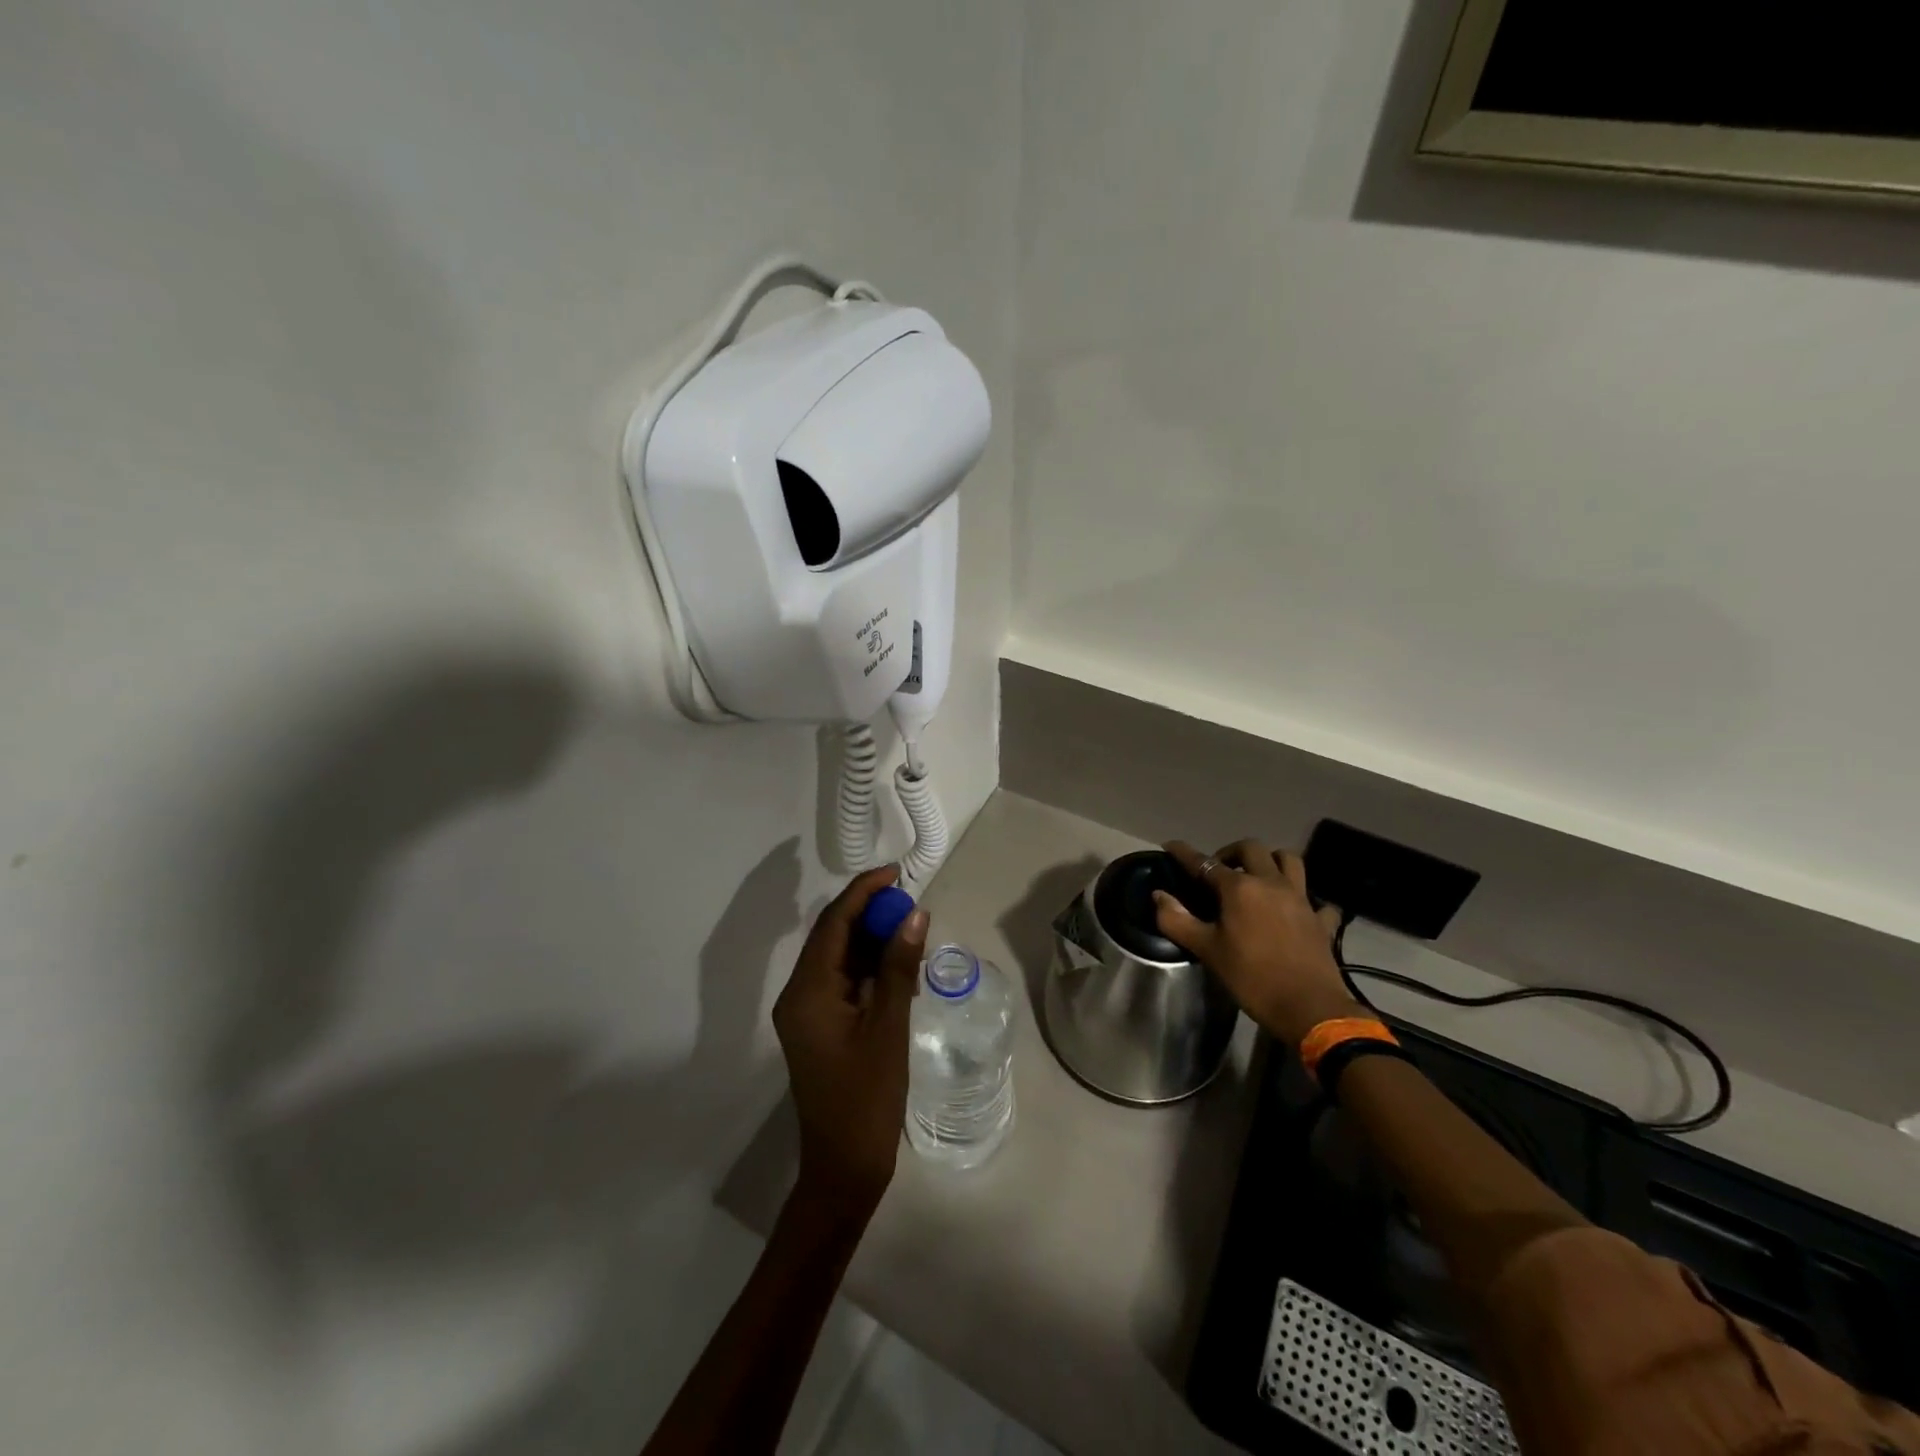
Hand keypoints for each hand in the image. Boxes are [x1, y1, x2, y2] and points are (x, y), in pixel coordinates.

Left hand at [772, 865, 928, 1223]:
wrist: (844, 1168)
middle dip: (870, 914)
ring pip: (840, 959)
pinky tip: (901, 971)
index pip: (833, 924)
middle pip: (833, 937)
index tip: (896, 873)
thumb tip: (914, 914)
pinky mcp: (820, 1027)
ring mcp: (807, 1013)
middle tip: (911, 903)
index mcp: (807, 992)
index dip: (863, 892)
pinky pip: (844, 983)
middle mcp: (799, 995)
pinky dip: (871, 970)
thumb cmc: (867, 1099)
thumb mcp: (889, 1028)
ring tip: (912, 932)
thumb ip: (899, 968)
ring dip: (873, 942)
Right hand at [1154, 839, 1363, 1045]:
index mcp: (1240, 888)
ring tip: (1258, 877)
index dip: (1184, 853)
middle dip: (1231, 852)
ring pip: (1289, 861)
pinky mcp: (1321, 920)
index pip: (1205, 863)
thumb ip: (1177, 920)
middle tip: (1218, 870)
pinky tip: (1296, 910)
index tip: (1170, 846)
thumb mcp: (1207, 951)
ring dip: (1271, 861)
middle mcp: (1271, 883)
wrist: (1309, 1009)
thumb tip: (1159, 895)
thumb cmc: (1252, 978)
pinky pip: (1316, 900)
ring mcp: (1301, 899)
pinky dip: (1305, 899)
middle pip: (1252, 849)